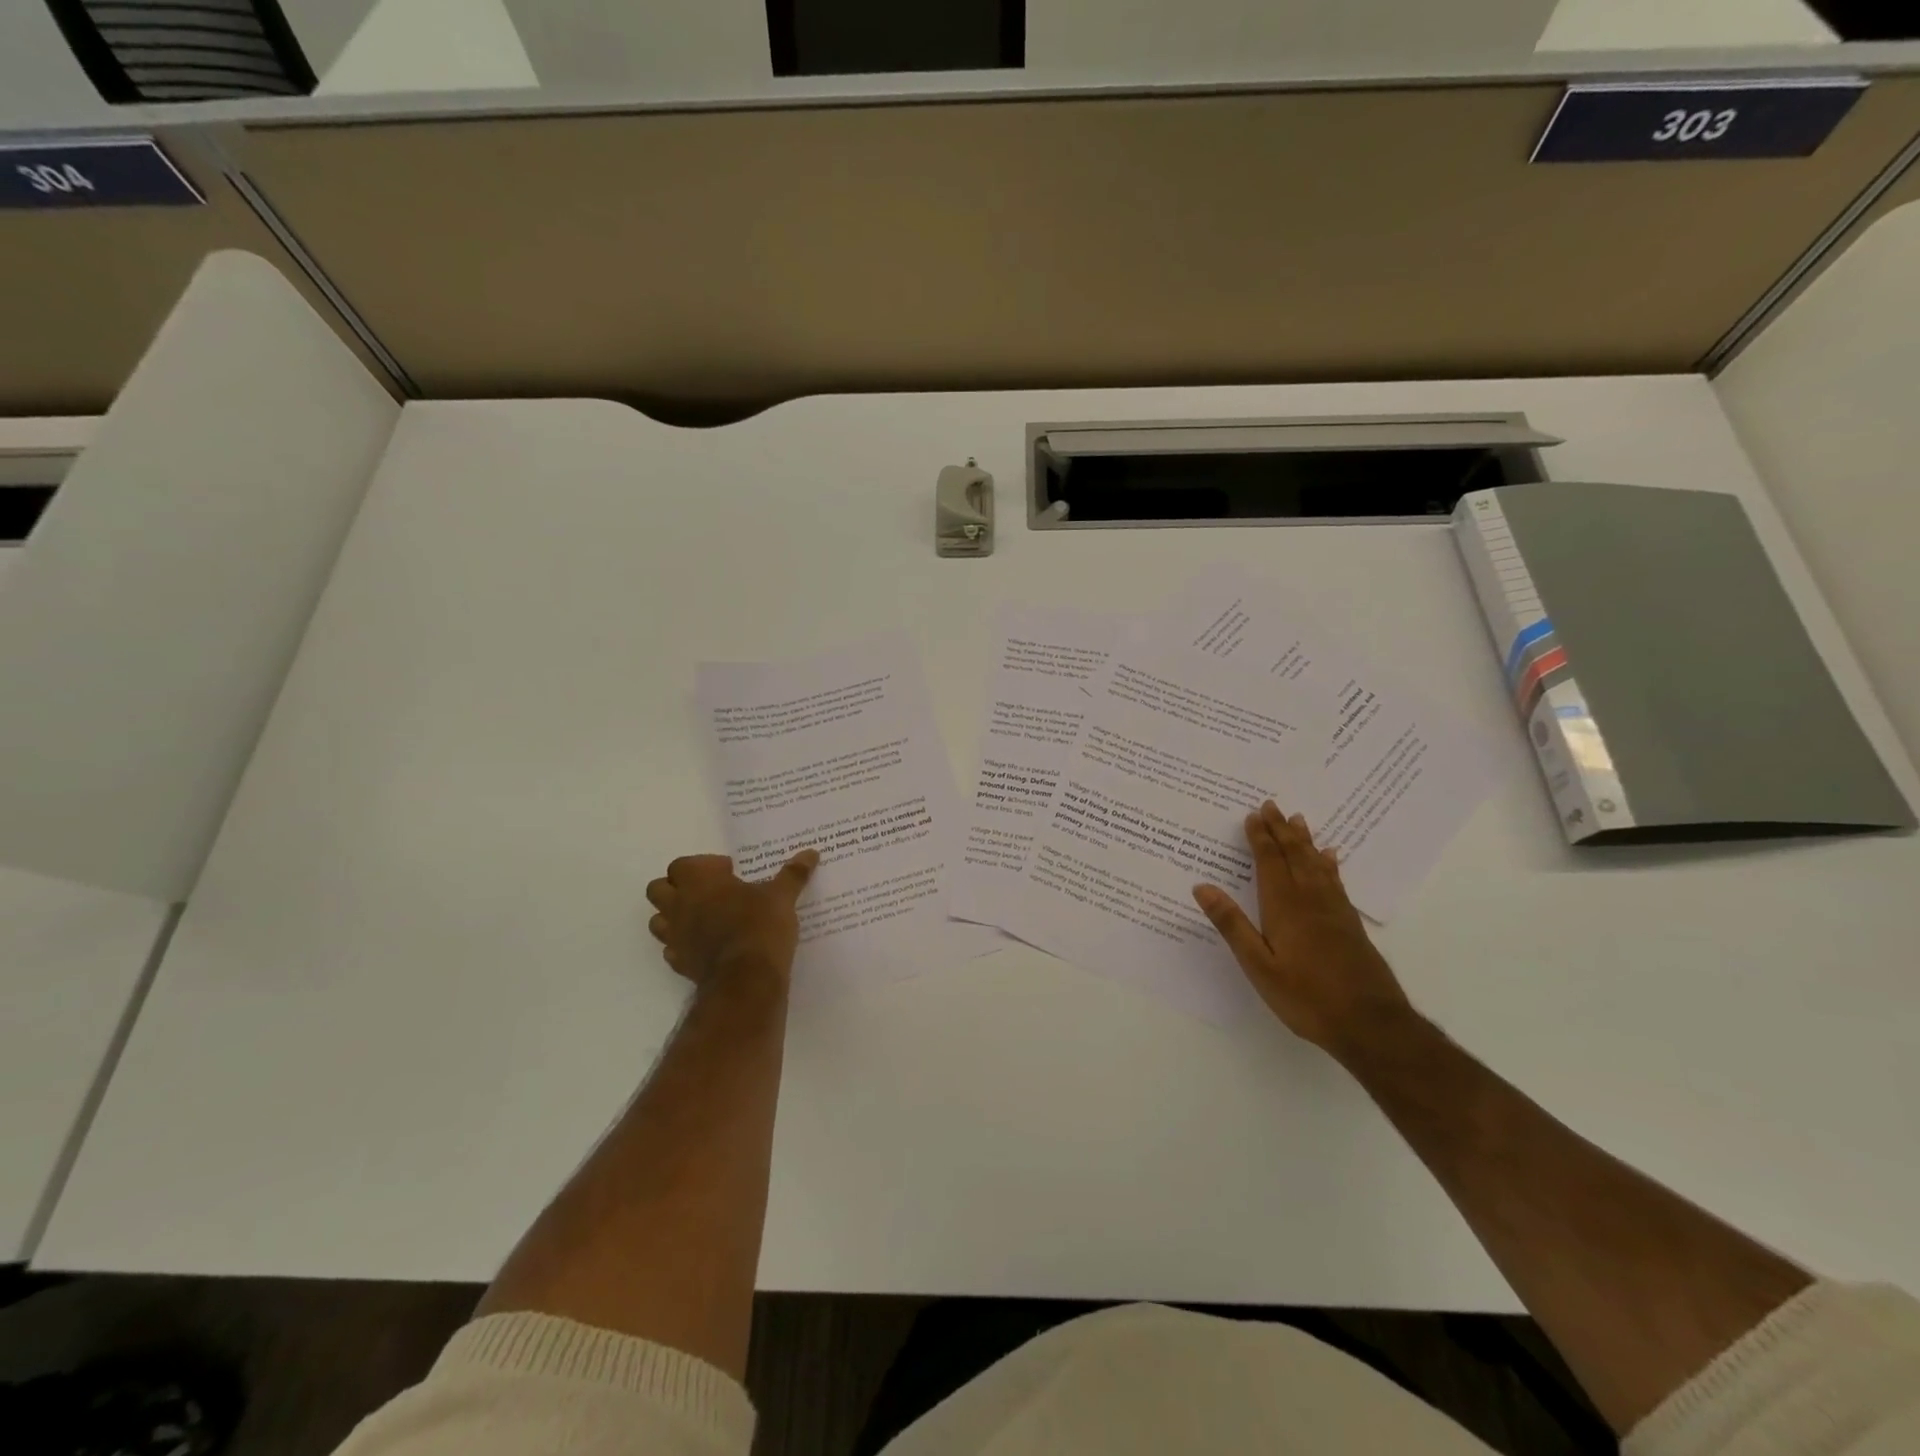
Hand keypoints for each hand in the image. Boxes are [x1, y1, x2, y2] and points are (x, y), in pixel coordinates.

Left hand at [645, 851, 818, 988]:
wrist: (747, 980)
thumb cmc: (760, 926)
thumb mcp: (782, 896)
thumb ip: (793, 874)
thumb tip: (811, 853)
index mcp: (699, 883)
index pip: (681, 864)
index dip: (702, 865)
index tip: (729, 872)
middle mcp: (679, 906)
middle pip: (658, 889)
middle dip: (677, 887)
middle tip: (709, 891)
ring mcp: (676, 937)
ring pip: (658, 920)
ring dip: (674, 916)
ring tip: (704, 917)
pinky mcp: (680, 963)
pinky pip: (671, 949)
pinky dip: (683, 944)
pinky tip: (705, 945)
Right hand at [1192, 802, 1411, 1059]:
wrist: (1371, 1025)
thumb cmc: (1306, 997)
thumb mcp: (1259, 965)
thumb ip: (1232, 924)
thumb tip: (1203, 886)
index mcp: (1284, 907)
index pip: (1270, 862)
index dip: (1260, 837)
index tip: (1253, 814)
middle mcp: (1311, 900)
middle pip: (1295, 856)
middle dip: (1281, 830)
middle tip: (1272, 805)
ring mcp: (1335, 912)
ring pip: (1317, 865)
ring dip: (1305, 841)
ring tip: (1298, 820)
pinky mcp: (1351, 925)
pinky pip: (1336, 882)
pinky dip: (1330, 865)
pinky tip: (1331, 859)